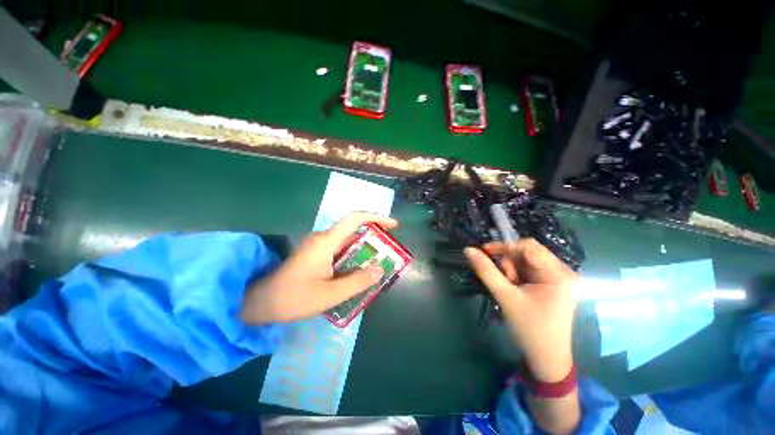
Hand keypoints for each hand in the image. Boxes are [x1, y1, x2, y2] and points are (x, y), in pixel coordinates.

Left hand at [241, 212, 397, 323]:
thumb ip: (357, 282)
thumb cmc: (293, 297)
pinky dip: (354, 257)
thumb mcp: (330, 294)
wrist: (260, 303)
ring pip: (348, 241)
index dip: (376, 218)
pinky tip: (359, 271)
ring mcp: (319, 246)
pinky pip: (341, 250)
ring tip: (378, 264)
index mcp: (326, 242)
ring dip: (364, 249)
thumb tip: (380, 269)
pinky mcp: (316, 254)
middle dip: (374, 238)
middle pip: (354, 230)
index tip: (393, 225)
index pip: (355, 219)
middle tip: (388, 252)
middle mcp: (323, 238)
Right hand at [464, 239, 577, 381]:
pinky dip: (518, 275)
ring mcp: (560, 278)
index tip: (484, 252)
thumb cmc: (529, 328)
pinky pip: (531, 270)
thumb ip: (486, 271)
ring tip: (511, 289)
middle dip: (510, 263)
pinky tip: (517, 290)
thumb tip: (468, 250)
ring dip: (513, 270)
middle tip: (503, 280)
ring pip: (527, 261)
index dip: (504, 246)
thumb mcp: (505, 296)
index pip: (528, 246)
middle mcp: (563, 272)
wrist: (546, 358)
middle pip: (528, 253)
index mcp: (558, 274)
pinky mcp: (554, 284)